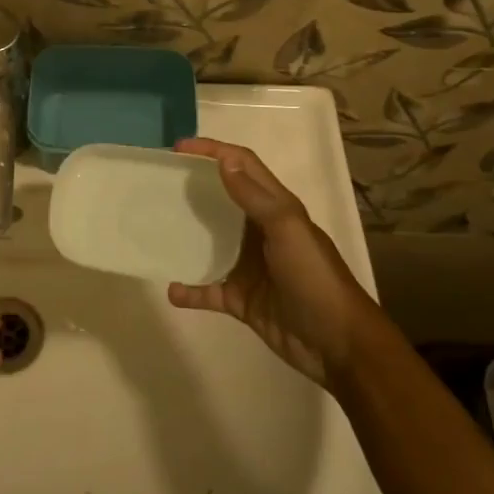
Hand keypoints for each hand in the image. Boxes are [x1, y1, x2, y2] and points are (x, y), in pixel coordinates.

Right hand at [167, 138, 372, 387]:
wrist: (338, 345)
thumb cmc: (314, 278)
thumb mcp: (288, 230)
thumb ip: (255, 197)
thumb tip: (223, 162)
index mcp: (276, 208)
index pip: (243, 165)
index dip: (214, 151)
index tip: (179, 148)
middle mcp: (259, 231)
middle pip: (222, 199)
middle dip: (194, 188)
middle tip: (159, 183)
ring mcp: (249, 266)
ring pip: (210, 244)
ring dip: (186, 236)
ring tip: (155, 229)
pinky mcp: (241, 298)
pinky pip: (208, 290)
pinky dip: (190, 290)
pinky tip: (171, 290)